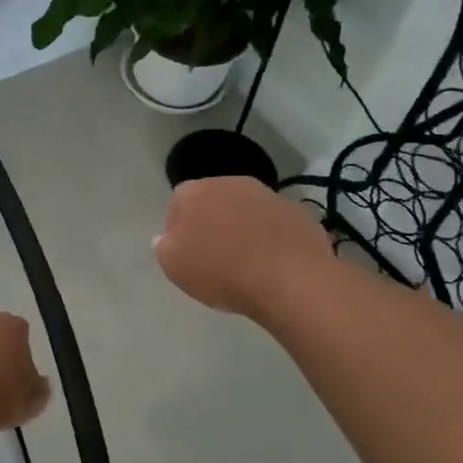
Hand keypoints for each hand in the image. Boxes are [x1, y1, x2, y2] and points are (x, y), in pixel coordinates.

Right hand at [155, 177, 329, 318]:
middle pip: (214, 203)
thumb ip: (163, 247)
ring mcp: (269, 195)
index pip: (178, 203)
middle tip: (214, 259)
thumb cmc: (222, 271)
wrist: (290, 280)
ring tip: (247, 264)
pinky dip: (271, 239)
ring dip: (243, 230)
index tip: (186, 256)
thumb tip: (167, 238)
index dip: (178, 230)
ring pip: (246, 211)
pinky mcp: (299, 212)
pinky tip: (273, 265)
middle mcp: (232, 183)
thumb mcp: (174, 266)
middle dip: (212, 225)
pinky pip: (275, 225)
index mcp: (195, 192)